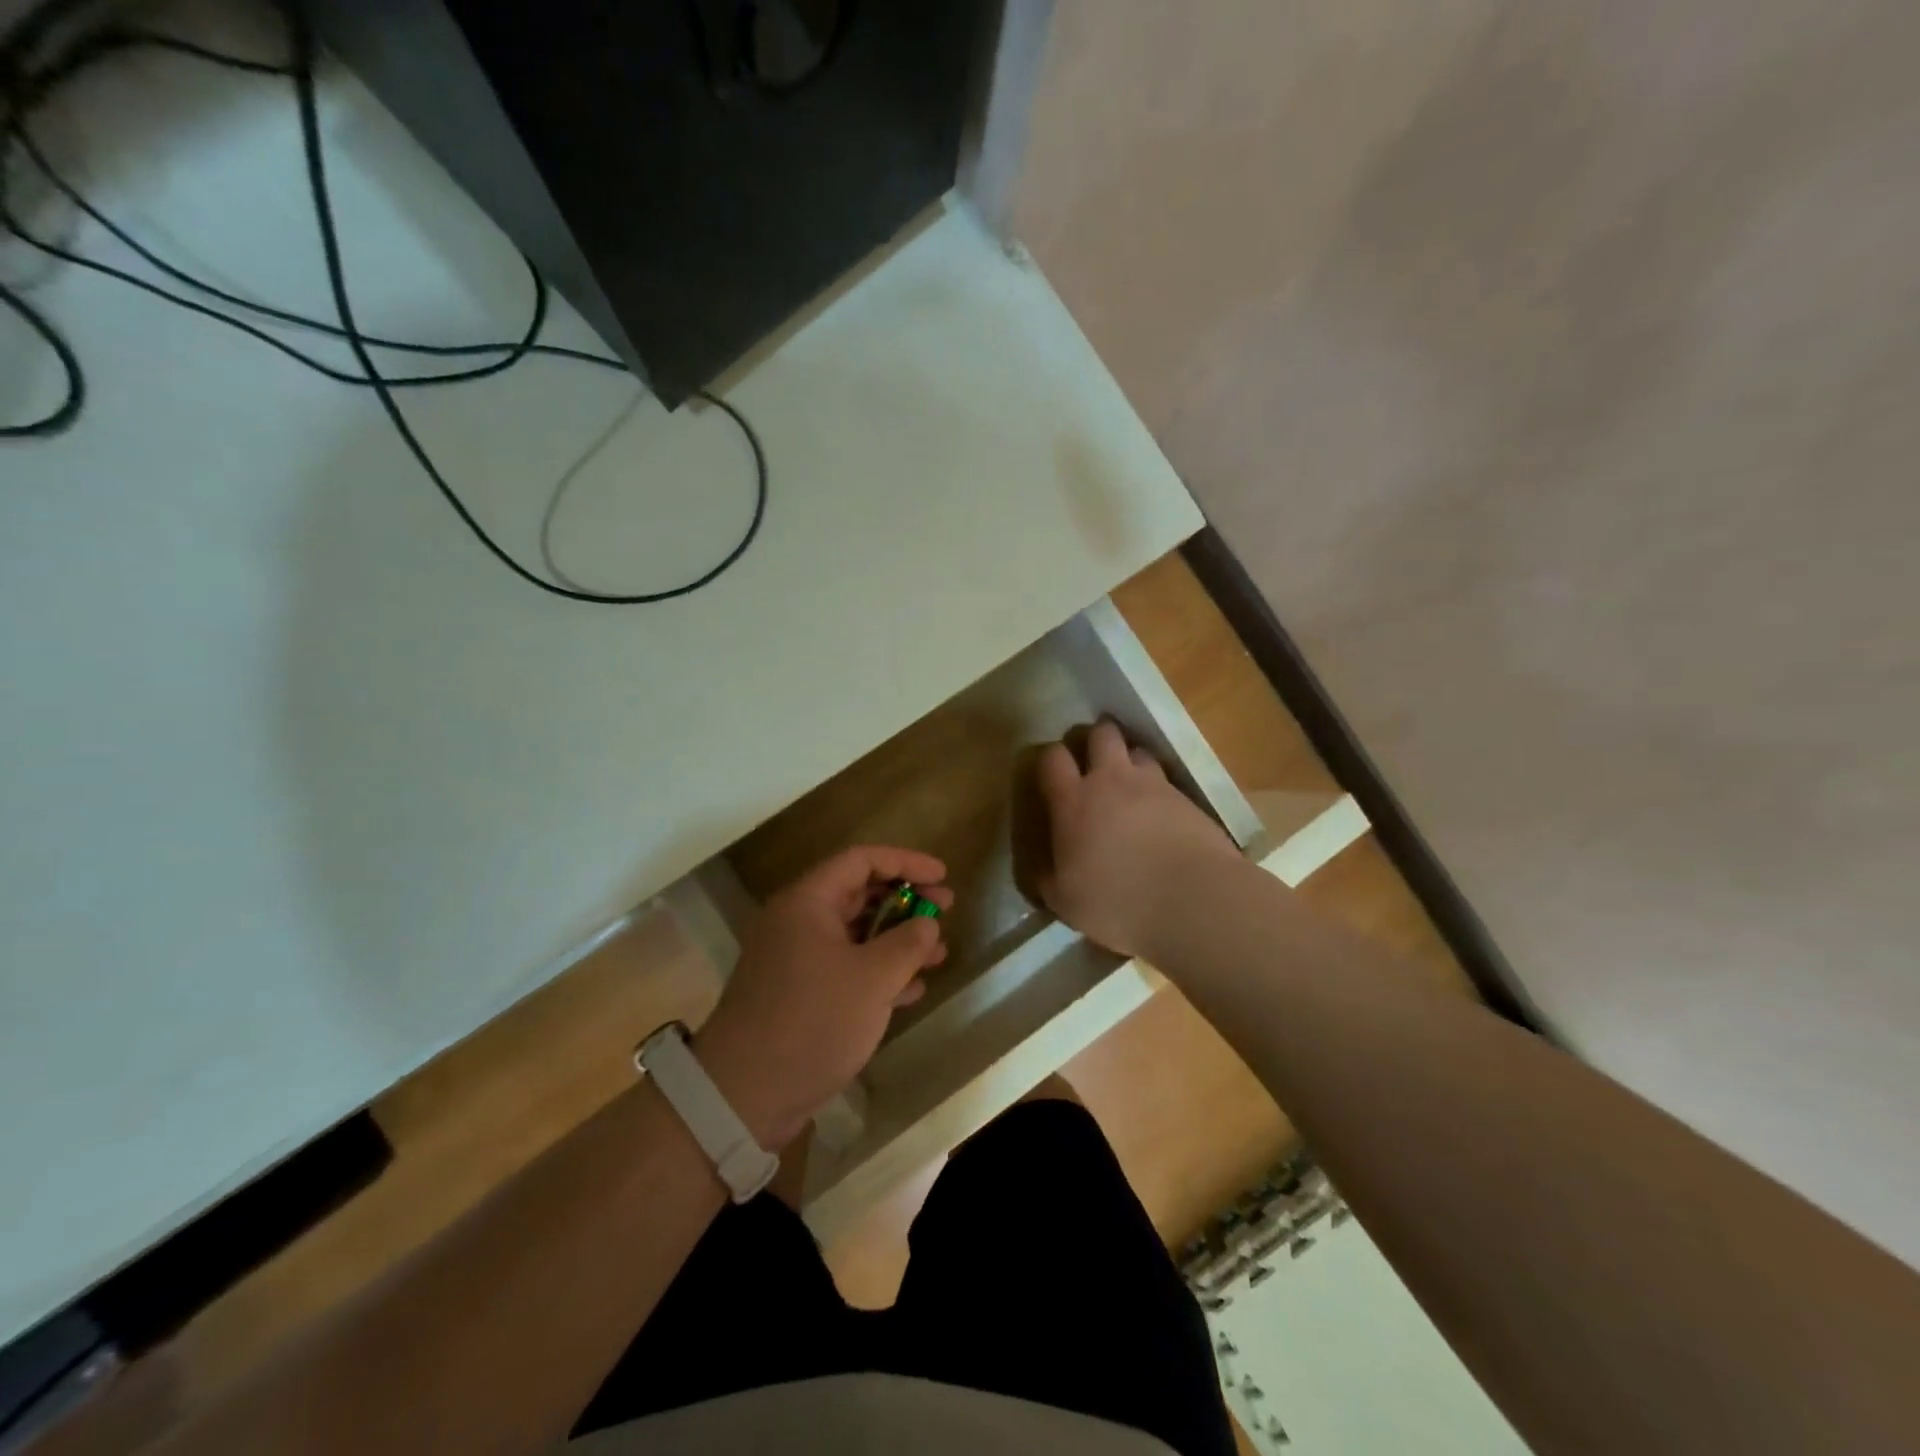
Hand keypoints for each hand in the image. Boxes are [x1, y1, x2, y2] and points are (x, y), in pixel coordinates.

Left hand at [694, 846, 952, 1150]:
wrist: (744, 1096)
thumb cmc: (812, 1021)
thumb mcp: (872, 979)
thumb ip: (907, 944)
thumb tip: (926, 925)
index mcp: (807, 902)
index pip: (861, 860)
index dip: (906, 862)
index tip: (943, 876)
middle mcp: (798, 922)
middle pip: (858, 894)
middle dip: (905, 901)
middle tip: (945, 910)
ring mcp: (795, 960)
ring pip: (855, 934)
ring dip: (897, 939)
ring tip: (937, 953)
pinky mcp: (798, 995)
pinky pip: (845, 967)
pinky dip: (878, 971)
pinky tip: (912, 989)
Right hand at [1037, 720, 1240, 959]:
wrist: (1193, 901)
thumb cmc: (1118, 903)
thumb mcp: (1066, 901)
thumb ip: (1049, 876)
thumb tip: (1044, 867)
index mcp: (1074, 802)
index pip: (1053, 758)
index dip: (1050, 759)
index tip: (1052, 773)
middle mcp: (1112, 781)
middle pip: (1102, 734)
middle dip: (1096, 739)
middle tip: (1094, 761)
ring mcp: (1154, 786)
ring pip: (1139, 751)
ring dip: (1131, 760)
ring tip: (1131, 783)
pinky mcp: (1188, 799)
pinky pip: (1167, 780)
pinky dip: (1160, 789)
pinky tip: (1161, 813)